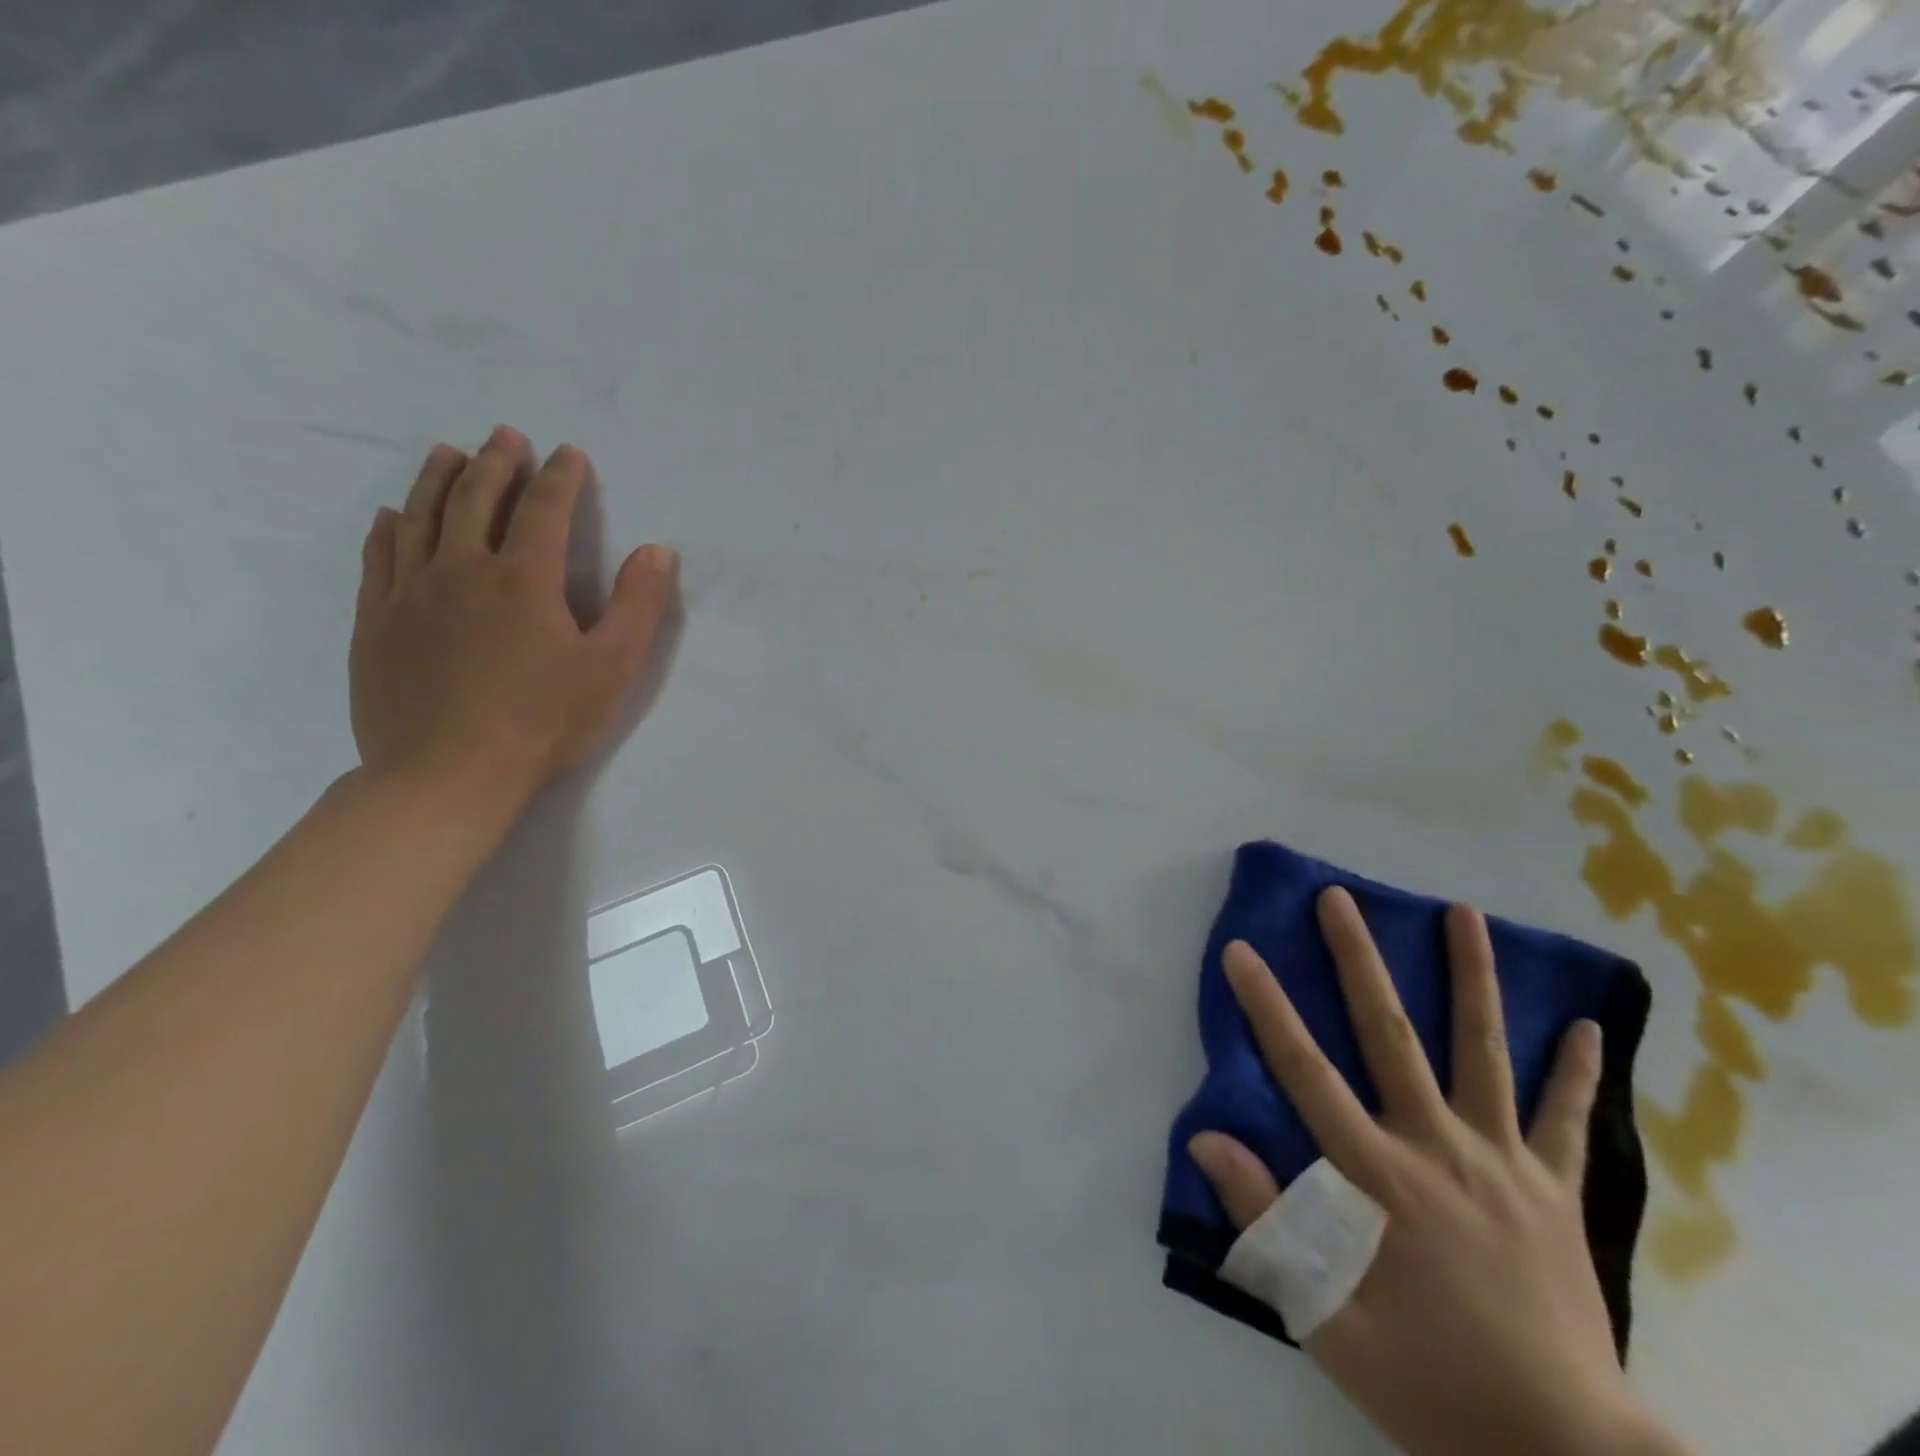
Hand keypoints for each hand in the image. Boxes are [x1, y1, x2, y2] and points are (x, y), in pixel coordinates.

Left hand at [350, 427, 676, 816]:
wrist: (447, 775)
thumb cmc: (543, 722)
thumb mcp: (612, 668)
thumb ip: (638, 606)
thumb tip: (656, 550)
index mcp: (525, 579)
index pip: (546, 510)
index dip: (561, 478)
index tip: (569, 454)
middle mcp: (463, 569)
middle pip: (478, 499)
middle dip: (498, 462)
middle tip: (506, 436)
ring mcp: (411, 592)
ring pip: (422, 516)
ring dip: (439, 479)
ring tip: (449, 453)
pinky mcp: (377, 621)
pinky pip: (380, 557)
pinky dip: (390, 527)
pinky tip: (394, 515)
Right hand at [1188, 889, 1684, 1455]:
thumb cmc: (1431, 1385)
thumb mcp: (1326, 1320)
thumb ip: (1264, 1223)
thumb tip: (1206, 1140)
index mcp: (1379, 1177)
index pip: (1306, 1072)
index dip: (1267, 1007)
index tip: (1240, 951)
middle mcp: (1439, 1147)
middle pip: (1392, 1035)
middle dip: (1358, 960)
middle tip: (1339, 898)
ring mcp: (1505, 1163)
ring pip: (1484, 1052)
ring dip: (1473, 977)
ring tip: (1464, 913)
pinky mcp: (1557, 1192)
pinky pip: (1569, 1122)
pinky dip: (1577, 1074)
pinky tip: (1587, 1027)